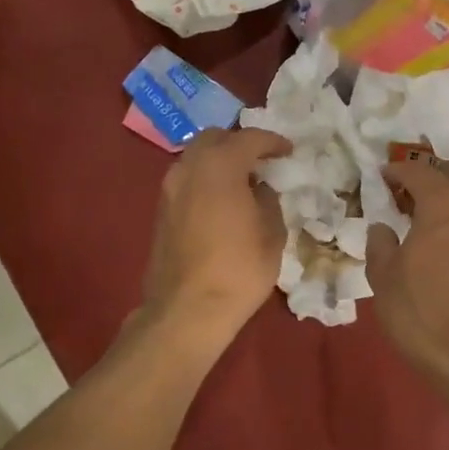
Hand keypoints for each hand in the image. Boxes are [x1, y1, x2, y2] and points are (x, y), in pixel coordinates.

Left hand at [138, 127, 291, 352]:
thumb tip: (259, 190)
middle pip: (215, 138)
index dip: (272, 142)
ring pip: (196, 157)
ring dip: (219, 160)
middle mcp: (190, 167)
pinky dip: (205, 179)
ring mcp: (170, 187)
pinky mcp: (160, 209)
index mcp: (221, 166)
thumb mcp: (271, 234)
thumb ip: (268, 201)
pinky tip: (221, 200)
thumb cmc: (238, 270)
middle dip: (239, 143)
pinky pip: (186, 179)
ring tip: (241, 181)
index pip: (249, 138)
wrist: (187, 310)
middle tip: (260, 161)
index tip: (288, 151)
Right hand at [366, 160, 448, 389]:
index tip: (384, 175)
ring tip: (427, 225)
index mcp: (443, 207)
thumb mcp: (384, 277)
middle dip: (425, 186)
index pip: (420, 173)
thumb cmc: (423, 312)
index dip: (399, 170)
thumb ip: (380, 244)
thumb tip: (383, 228)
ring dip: (447, 210)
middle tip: (404, 197)